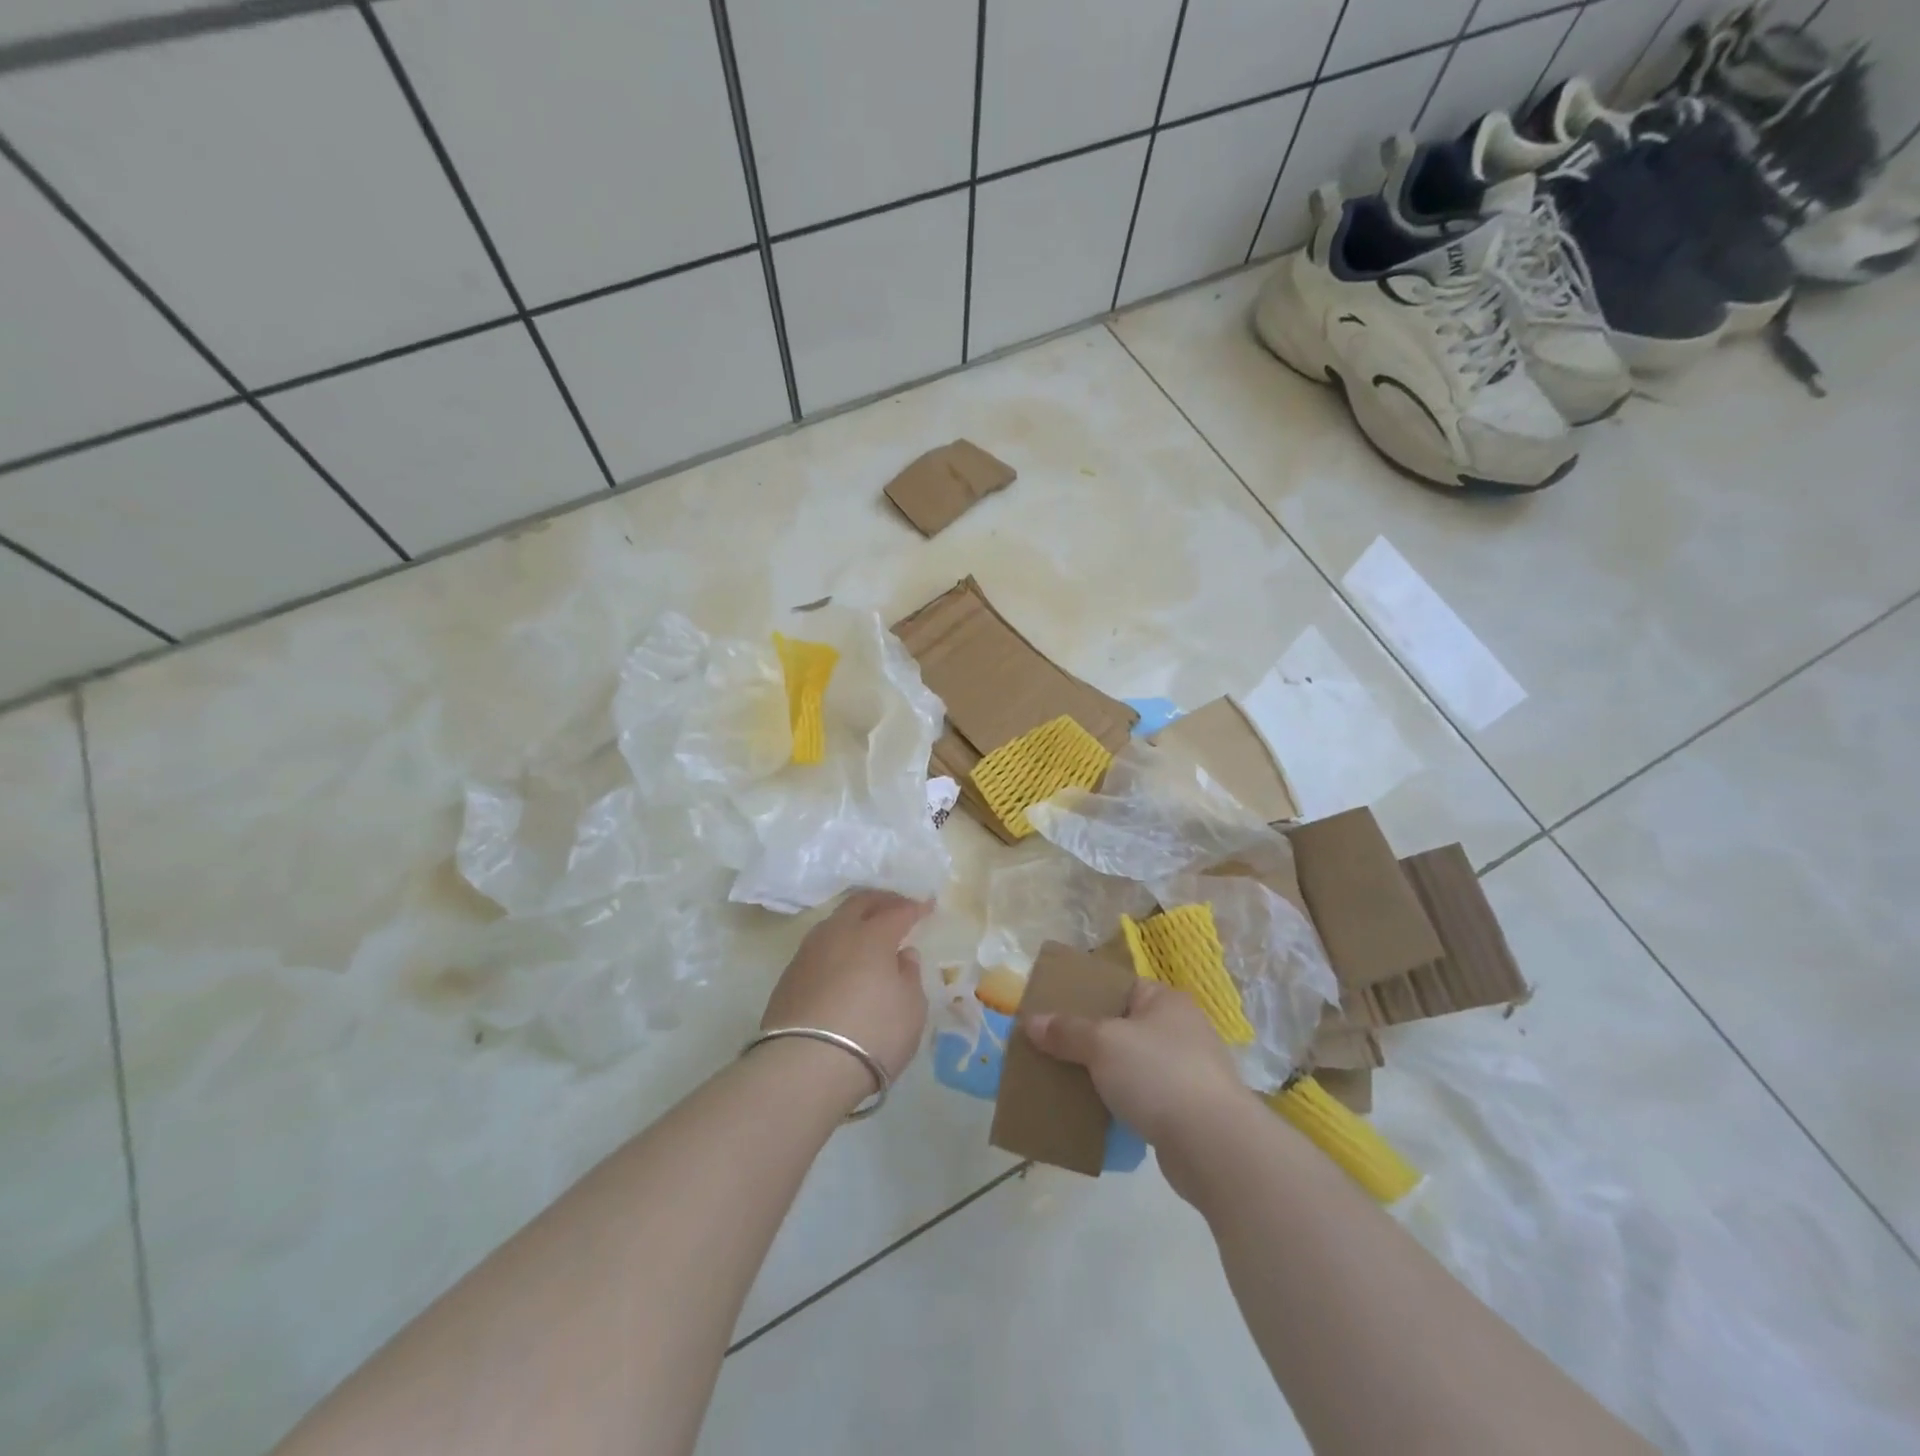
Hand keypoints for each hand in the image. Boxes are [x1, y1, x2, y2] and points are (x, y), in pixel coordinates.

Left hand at [759, 890, 932, 1083]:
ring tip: (867, 931)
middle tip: (896, 905)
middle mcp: (837, 934)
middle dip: (881, 900)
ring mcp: (808, 953)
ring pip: (834, 922)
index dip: (914, 908)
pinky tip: (843, 962)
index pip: (897, 911)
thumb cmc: (872, 1034)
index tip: (927, 906)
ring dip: (854, 920)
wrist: (805, 1067)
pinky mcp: (788, 977)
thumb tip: (902, 956)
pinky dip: (836, 945)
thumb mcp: (910, 1010)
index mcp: (872, 936)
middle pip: (859, 903)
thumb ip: (909, 977)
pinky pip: (818, 947)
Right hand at [1024, 980, 1245, 1149]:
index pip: (1120, 988)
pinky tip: (1094, 1116)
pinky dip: (1119, 1105)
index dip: (1086, 996)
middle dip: (1088, 1040)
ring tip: (1065, 1083)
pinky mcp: (1187, 1112)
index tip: (1054, 1009)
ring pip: (1131, 1066)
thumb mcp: (1103, 1044)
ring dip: (1103, 1076)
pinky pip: (1142, 1099)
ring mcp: (1188, 1072)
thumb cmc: (1158, 1074)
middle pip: (1123, 1028)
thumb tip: (1032, 1022)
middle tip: (1052, 1048)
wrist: (1213, 1146)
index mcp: (1165, 1002)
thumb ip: (1067, 1031)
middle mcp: (1181, 1030)